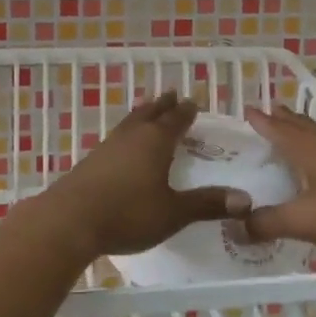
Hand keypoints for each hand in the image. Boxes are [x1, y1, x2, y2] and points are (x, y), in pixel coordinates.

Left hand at [37, 92, 249, 261]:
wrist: (69, 220)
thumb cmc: (128, 213)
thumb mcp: (173, 213)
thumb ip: (207, 204)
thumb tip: (246, 200)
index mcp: (156, 141)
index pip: (176, 119)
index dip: (187, 111)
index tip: (194, 102)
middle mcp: (133, 136)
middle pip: (151, 113)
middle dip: (163, 105)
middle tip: (172, 95)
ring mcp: (108, 146)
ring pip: (130, 122)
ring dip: (143, 115)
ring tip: (148, 112)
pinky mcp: (91, 161)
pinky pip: (116, 138)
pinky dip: (127, 134)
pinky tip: (124, 146)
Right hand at [241, 104, 315, 253]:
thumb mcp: (306, 220)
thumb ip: (269, 223)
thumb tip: (234, 226)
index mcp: (309, 149)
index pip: (278, 129)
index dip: (261, 121)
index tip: (246, 109)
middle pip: (301, 126)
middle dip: (283, 119)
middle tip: (269, 112)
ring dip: (304, 132)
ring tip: (294, 132)